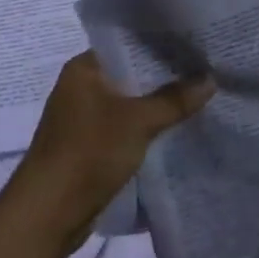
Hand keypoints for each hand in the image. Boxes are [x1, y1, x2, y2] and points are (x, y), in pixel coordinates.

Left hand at [0, 52, 213, 257]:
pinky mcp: (90, 146)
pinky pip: (126, 128)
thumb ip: (174, 100)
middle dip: (165, 77)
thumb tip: (210, 79)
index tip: (196, 44)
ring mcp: (84, 119)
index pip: (128, 44)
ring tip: (200, 96)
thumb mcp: (138, 122)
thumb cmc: (88, 153)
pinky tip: (178, 128)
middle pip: (131, 74)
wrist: (48, 214)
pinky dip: (147, 128)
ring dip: (158, 105)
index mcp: (84, 69)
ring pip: (130, 103)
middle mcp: (81, 87)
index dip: (162, 43)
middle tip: (207, 69)